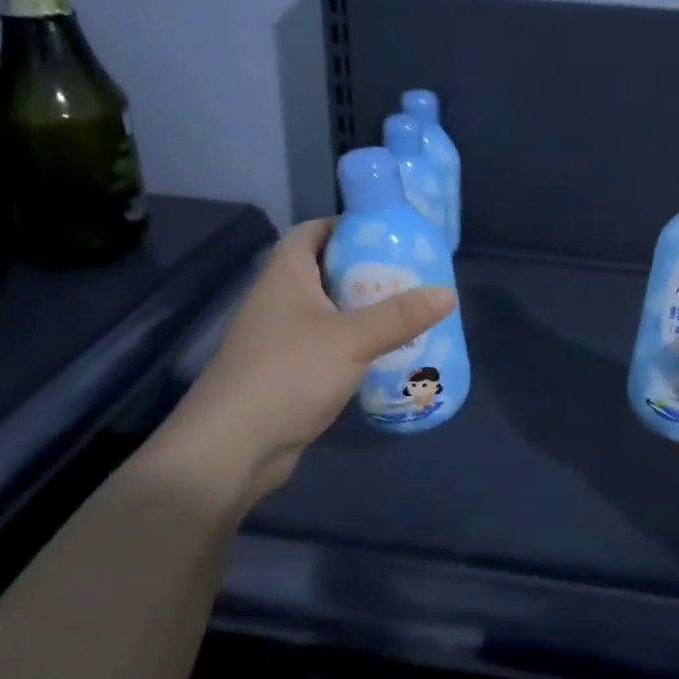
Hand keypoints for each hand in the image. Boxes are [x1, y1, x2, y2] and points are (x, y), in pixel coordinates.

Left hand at [174, 218, 454, 504]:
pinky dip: (354, 346)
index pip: (311, 231)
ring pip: (328, 313)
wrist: (230, 452)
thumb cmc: (287, 375)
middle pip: (325, 271)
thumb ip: (400, 315)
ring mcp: (279, 341)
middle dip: (366, 271)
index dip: (345, 226)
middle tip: (410, 274)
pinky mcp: (286, 375)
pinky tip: (386, 355)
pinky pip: (327, 348)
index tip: (387, 233)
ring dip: (363, 311)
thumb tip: (448, 292)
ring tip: (407, 312)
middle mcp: (278, 302)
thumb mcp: (351, 339)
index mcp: (284, 277)